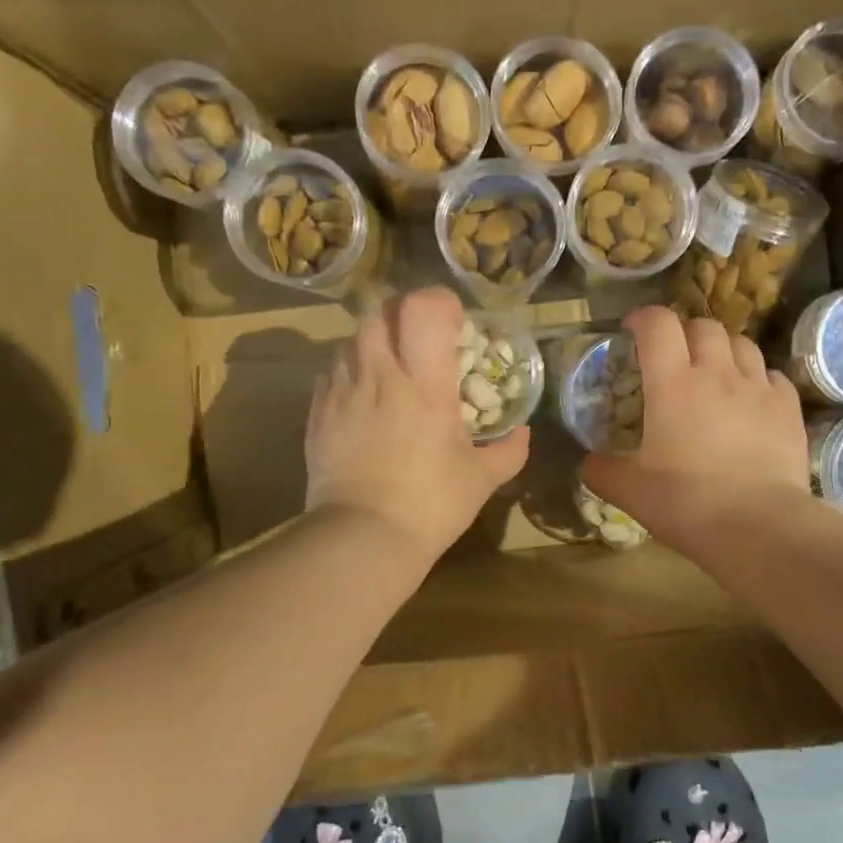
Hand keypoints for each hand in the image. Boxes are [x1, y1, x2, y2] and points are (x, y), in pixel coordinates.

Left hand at [306, 287, 527, 562]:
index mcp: (425, 384)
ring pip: (350, 339)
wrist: (361, 539)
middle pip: (379, 311)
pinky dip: (349, 373)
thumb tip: (523, 433)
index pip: (424, 310)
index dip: (440, 303)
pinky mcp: (318, 414)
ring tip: (389, 368)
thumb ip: (508, 451)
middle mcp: (380, 375)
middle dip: (400, 314)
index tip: (455, 324)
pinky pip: (331, 374)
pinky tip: (363, 398)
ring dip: (373, 342)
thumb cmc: (430, 505)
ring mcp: (342, 392)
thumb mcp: (480, 480)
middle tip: (419, 338)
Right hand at [581, 306, 808, 550]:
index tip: (632, 331)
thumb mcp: (629, 490)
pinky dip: (756, 377)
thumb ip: (602, 470)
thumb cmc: (686, 502)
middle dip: (685, 333)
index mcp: (672, 383)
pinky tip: (750, 399)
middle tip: (674, 357)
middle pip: (703, 326)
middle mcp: (717, 373)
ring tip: (714, 372)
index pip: (658, 323)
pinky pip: (772, 375)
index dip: (643, 318)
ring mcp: (758, 388)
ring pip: (742, 344)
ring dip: (723, 350)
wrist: (759, 526)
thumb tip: (589, 462)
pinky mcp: (788, 408)